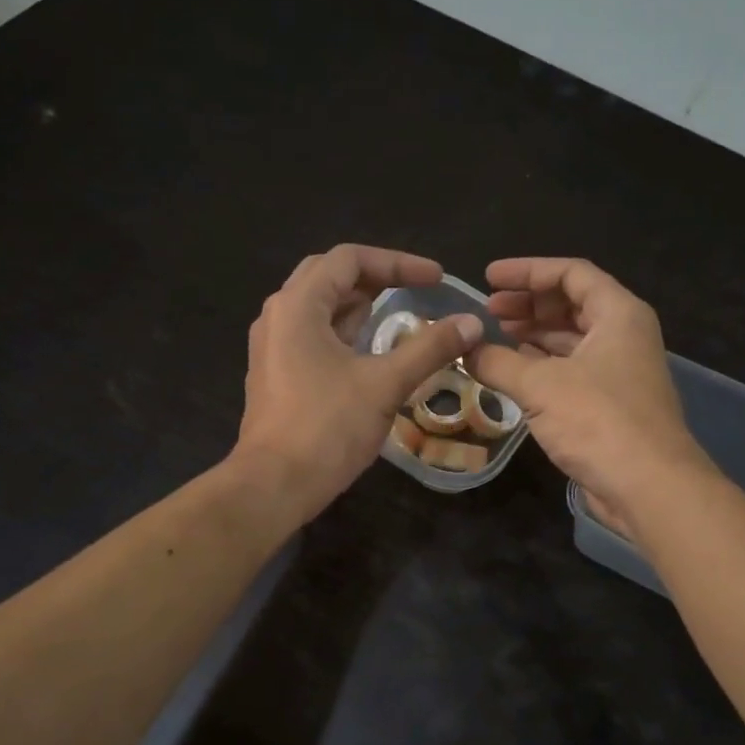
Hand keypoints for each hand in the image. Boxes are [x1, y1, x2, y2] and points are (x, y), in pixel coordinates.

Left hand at [234, 244, 482, 520]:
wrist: (274, 485)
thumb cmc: (327, 428)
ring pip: (319, 307)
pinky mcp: (276, 373)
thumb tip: (472, 323)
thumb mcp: (385, 384)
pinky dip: (344, 331)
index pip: (349, 259)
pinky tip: (370, 350)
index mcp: (298, 306)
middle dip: (376, 276)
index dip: (398, 262)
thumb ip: (430, 348)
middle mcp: (278, 316)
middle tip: (415, 288)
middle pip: (329, 276)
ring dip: (359, 304)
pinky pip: (313, 334)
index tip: (436, 280)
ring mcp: (272, 346)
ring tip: (398, 312)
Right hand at [467, 257, 711, 524]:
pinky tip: (512, 370)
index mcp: (618, 314)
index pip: (571, 273)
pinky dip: (542, 365)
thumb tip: (463, 349)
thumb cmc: (598, 421)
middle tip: (488, 310)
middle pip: (572, 304)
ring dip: (533, 335)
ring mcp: (619, 371)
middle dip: (528, 304)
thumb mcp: (540, 385)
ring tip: (494, 337)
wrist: (648, 486)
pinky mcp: (610, 403)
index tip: (489, 278)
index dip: (527, 271)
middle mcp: (623, 335)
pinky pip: (571, 370)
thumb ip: (497, 361)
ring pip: (571, 339)